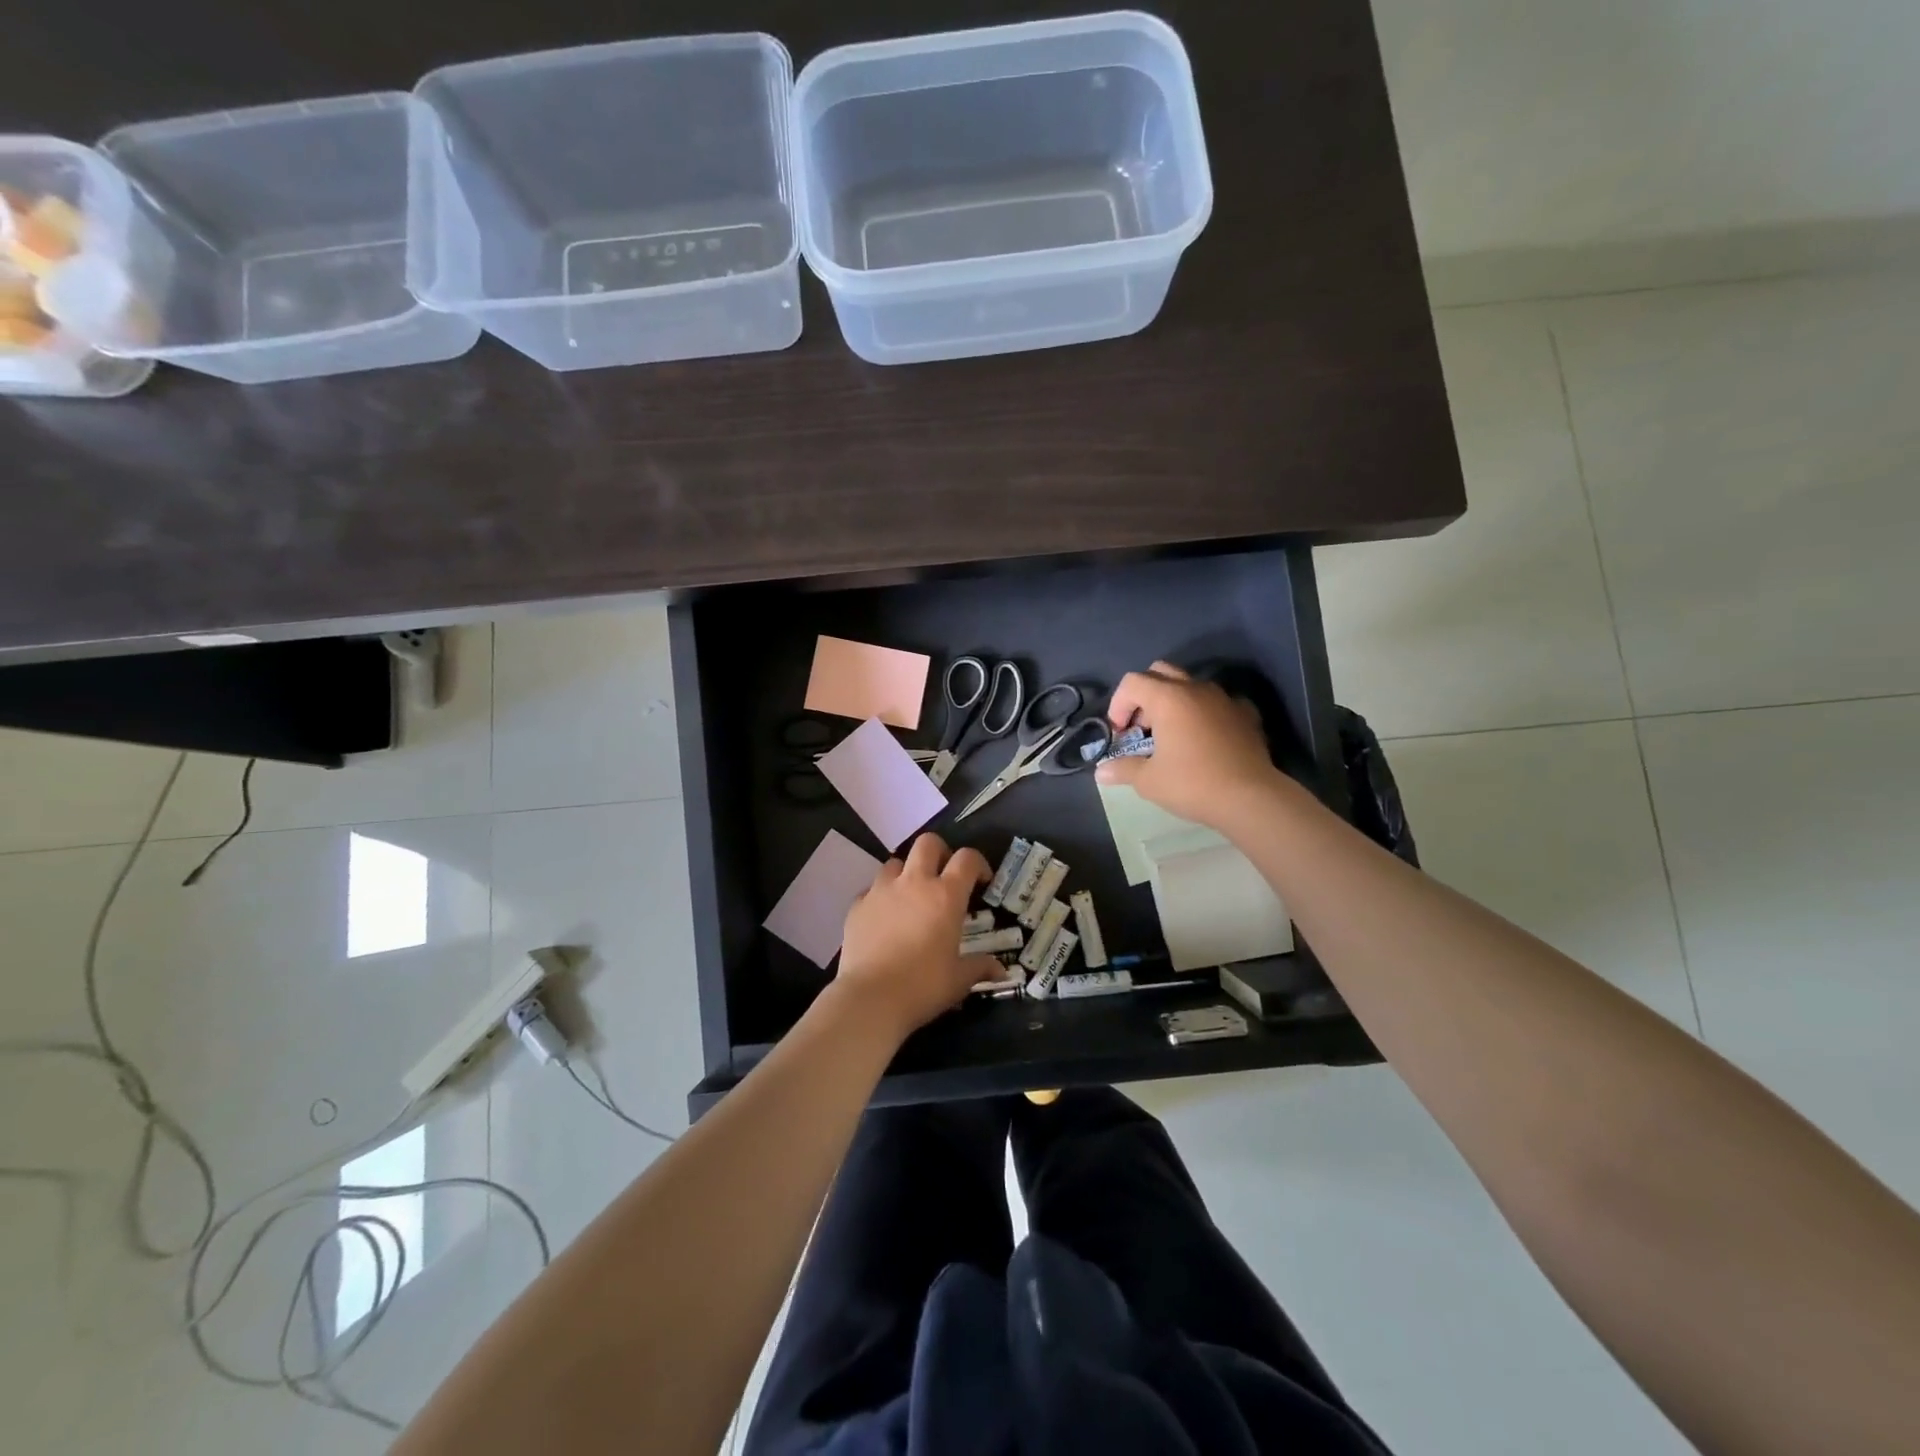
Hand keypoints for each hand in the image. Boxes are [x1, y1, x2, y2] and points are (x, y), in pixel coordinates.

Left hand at [835, 834, 998, 1039]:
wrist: (871, 998)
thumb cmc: (923, 986)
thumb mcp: (959, 979)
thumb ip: (980, 967)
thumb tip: (1001, 971)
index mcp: (946, 895)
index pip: (967, 859)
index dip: (978, 863)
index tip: (981, 881)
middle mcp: (914, 883)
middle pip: (928, 843)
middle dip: (940, 852)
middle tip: (944, 876)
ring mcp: (881, 891)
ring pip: (896, 862)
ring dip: (907, 873)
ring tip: (911, 896)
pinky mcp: (857, 905)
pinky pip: (872, 889)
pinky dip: (882, 897)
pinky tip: (884, 918)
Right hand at [1095, 661, 1282, 828]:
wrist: (1251, 797)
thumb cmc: (1192, 784)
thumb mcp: (1148, 780)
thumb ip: (1122, 769)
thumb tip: (1100, 772)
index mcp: (1168, 698)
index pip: (1132, 682)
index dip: (1118, 704)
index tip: (1121, 733)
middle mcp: (1196, 689)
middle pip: (1160, 673)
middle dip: (1144, 695)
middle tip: (1142, 726)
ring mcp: (1224, 698)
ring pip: (1190, 685)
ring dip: (1174, 702)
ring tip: (1171, 734)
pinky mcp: (1246, 714)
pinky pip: (1218, 703)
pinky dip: (1204, 713)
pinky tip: (1204, 738)